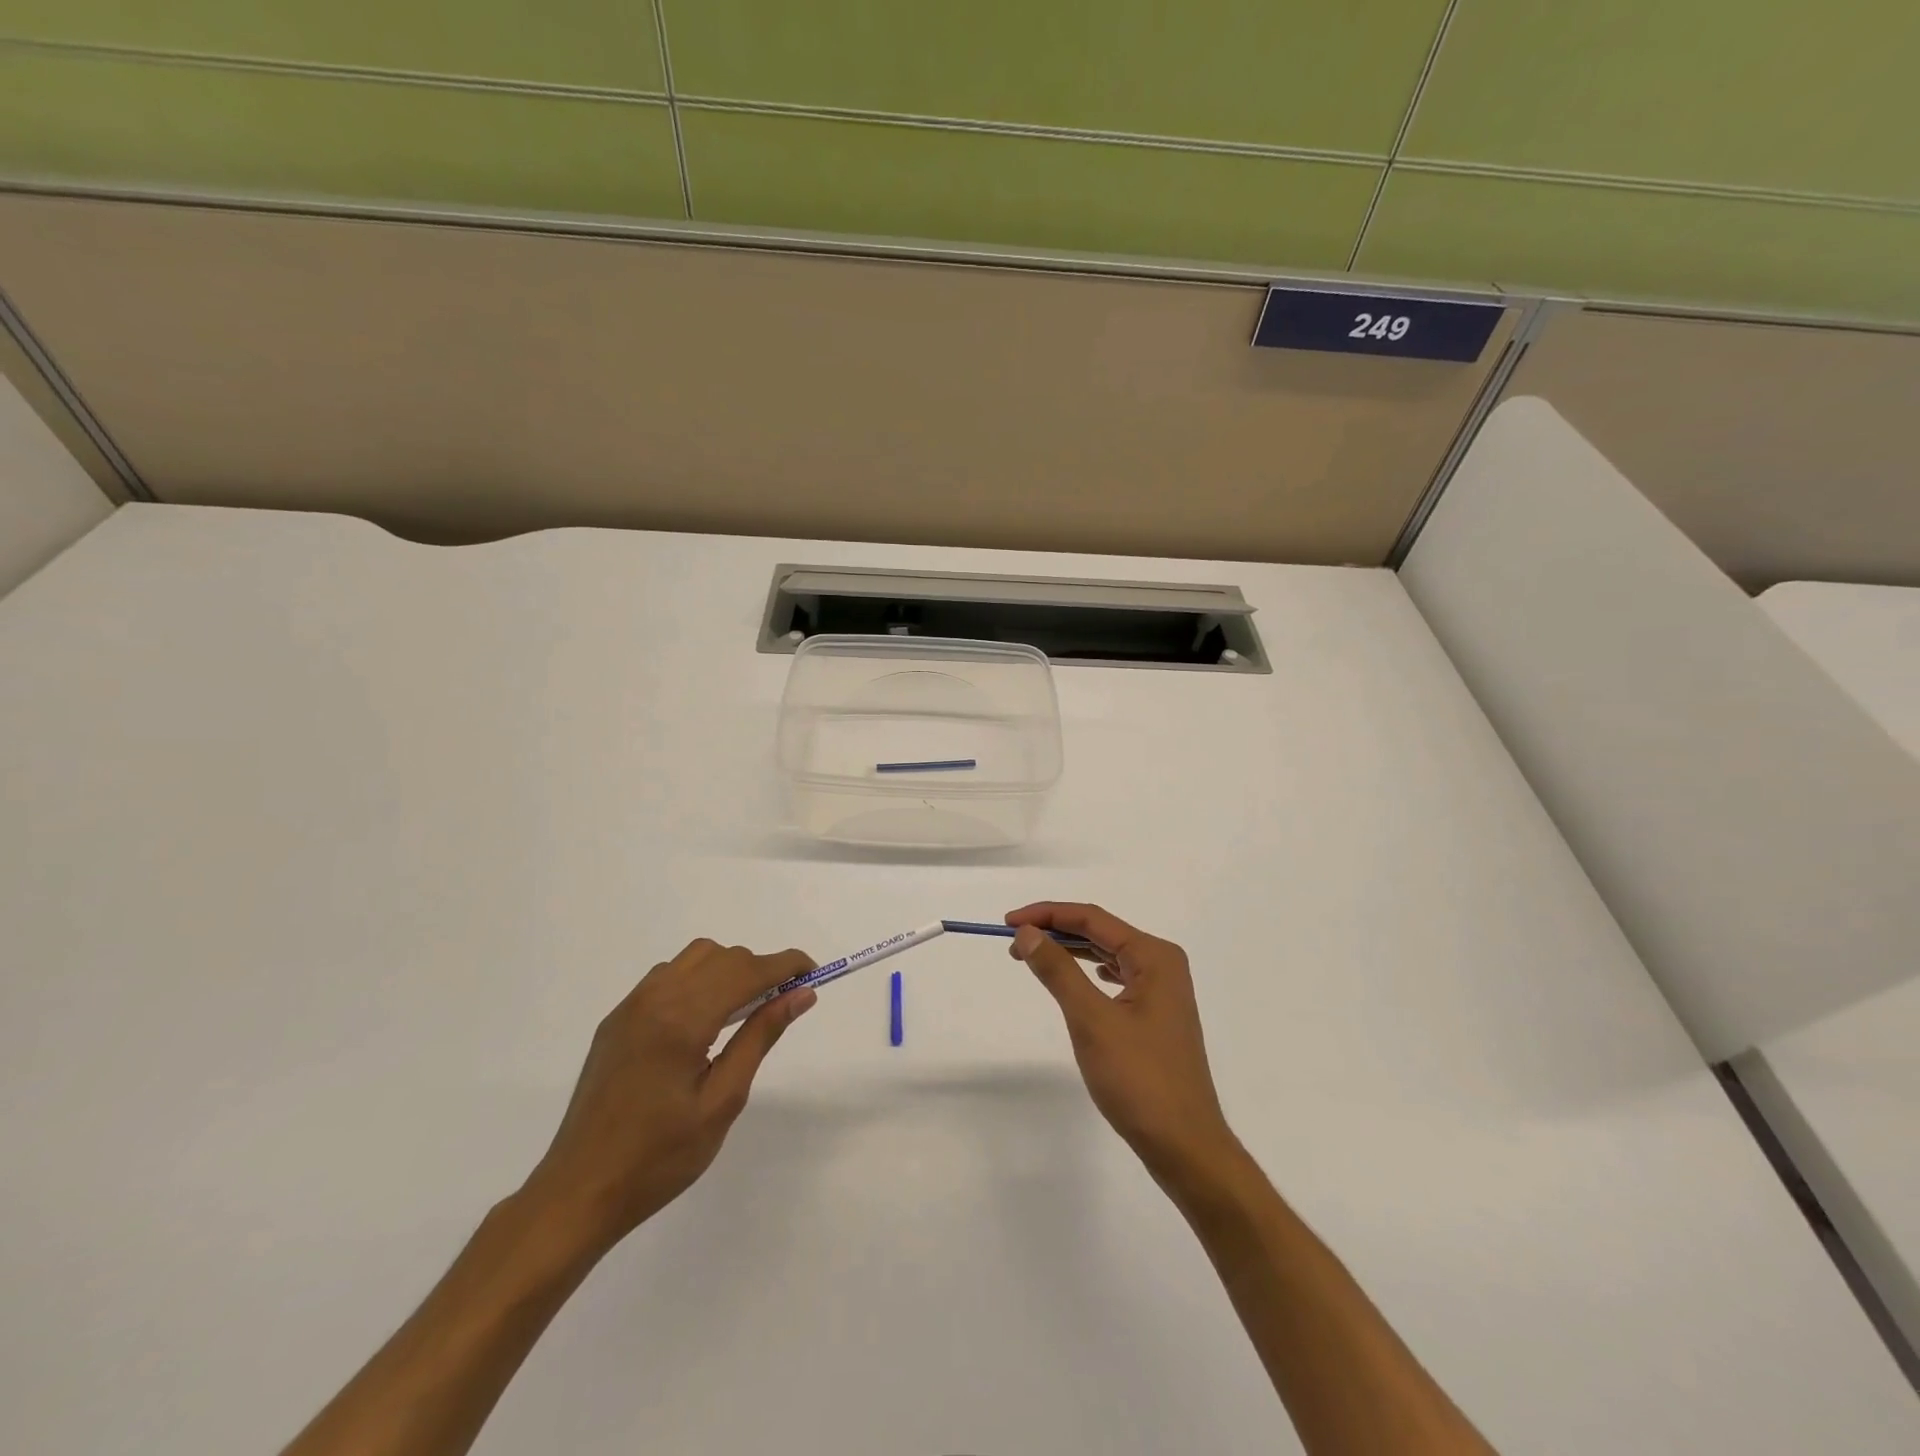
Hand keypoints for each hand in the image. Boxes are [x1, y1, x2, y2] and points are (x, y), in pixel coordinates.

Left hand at [521, 939, 816, 1254]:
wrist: (578, 1192)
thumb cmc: (659, 1158)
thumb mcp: (722, 1101)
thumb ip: (761, 1037)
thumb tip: (800, 994)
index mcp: (682, 1019)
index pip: (747, 971)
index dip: (786, 965)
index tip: (814, 972)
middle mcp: (655, 998)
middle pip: (723, 957)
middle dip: (760, 969)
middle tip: (783, 1003)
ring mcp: (631, 1006)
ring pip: (694, 958)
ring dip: (728, 970)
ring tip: (744, 1011)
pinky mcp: (617, 1019)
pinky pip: (668, 976)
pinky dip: (698, 980)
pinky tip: (703, 1020)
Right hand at [1008, 903, 1240, 1193]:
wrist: (1185, 1145)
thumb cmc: (1139, 1079)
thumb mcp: (1091, 1020)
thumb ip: (1058, 971)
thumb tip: (1028, 933)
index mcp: (1154, 956)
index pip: (1092, 918)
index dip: (1047, 914)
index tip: (1008, 923)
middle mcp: (1163, 964)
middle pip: (1100, 932)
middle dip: (1056, 931)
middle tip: (1014, 943)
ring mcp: (1163, 991)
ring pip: (1107, 954)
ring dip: (1070, 951)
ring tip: (1034, 956)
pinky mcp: (1156, 1015)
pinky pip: (1116, 978)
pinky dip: (1088, 972)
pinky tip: (1077, 977)